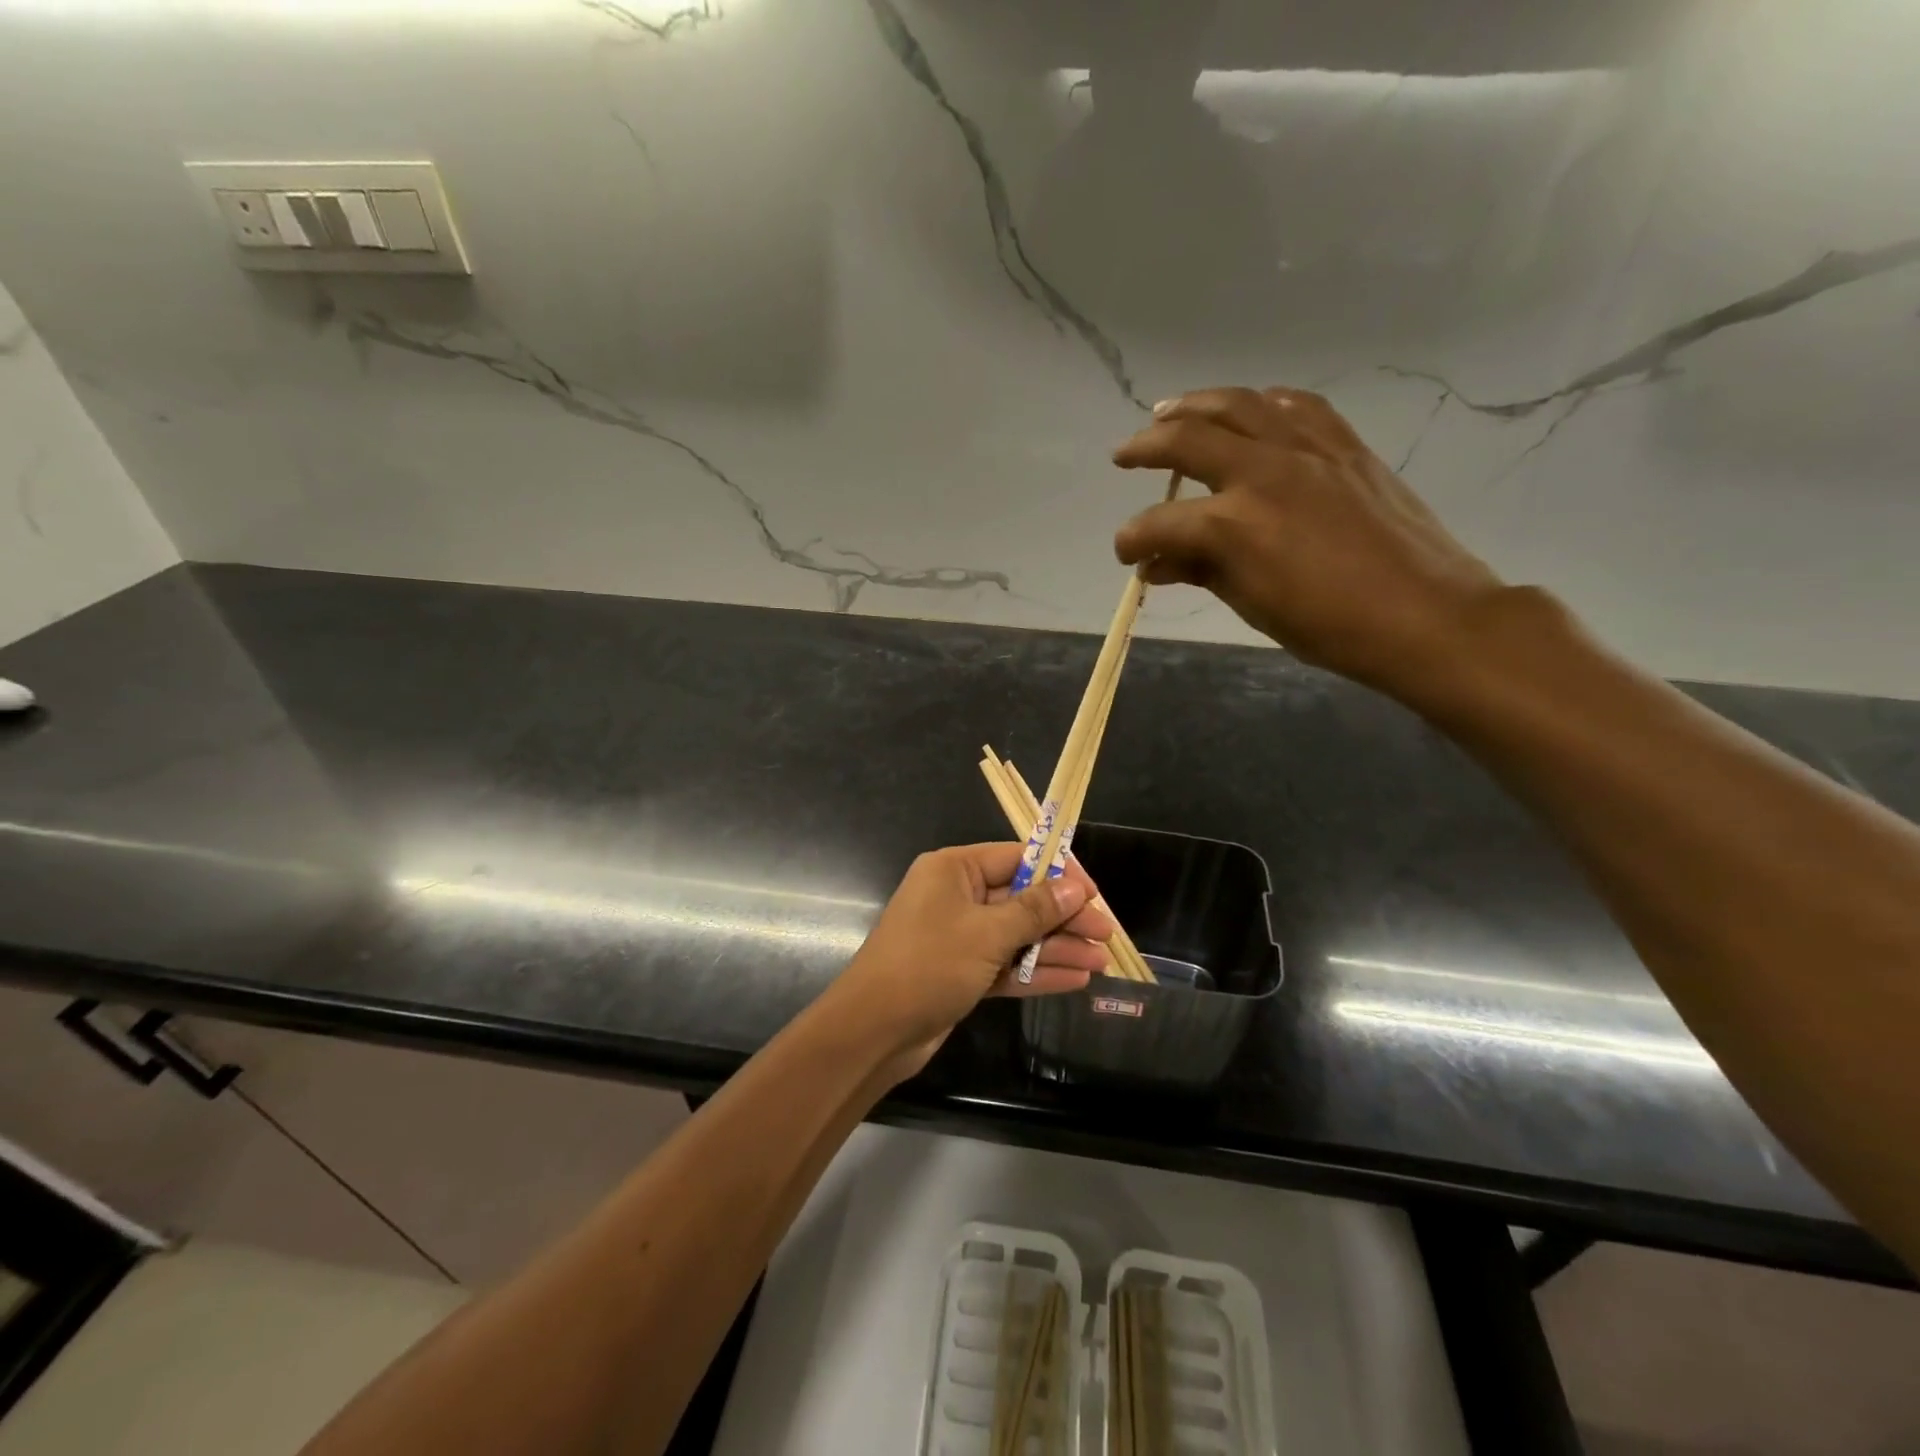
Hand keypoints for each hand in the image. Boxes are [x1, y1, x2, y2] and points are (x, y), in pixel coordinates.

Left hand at [824, 843, 1115, 1082]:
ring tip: (1101, 962)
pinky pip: (1006, 965)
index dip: (1057, 873)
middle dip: (1062, 918)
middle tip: (1105, 935)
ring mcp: (958, 937)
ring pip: (1017, 936)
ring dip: (1056, 948)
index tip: (1093, 893)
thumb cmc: (929, 964)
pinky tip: (1074, 980)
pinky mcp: (961, 972)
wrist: (873, 1030)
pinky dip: (1036, 972)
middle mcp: (956, 896)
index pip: (1015, 858)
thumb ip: (1034, 910)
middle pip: (1020, 899)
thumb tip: (1075, 887)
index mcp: (954, 870)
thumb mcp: (987, 932)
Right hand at [1112, 387, 1504, 700]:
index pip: (1160, 523)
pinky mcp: (1342, 443)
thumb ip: (1200, 572)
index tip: (1127, 554)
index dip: (1132, 539)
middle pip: (1187, 440)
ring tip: (1168, 411)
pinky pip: (1293, 405)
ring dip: (1193, 405)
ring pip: (1237, 404)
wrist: (1423, 614)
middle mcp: (1262, 472)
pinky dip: (1260, 403)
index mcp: (1234, 526)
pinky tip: (1247, 410)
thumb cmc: (1329, 626)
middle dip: (1145, 446)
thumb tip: (1157, 565)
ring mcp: (1306, 449)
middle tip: (1123, 454)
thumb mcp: (1251, 604)